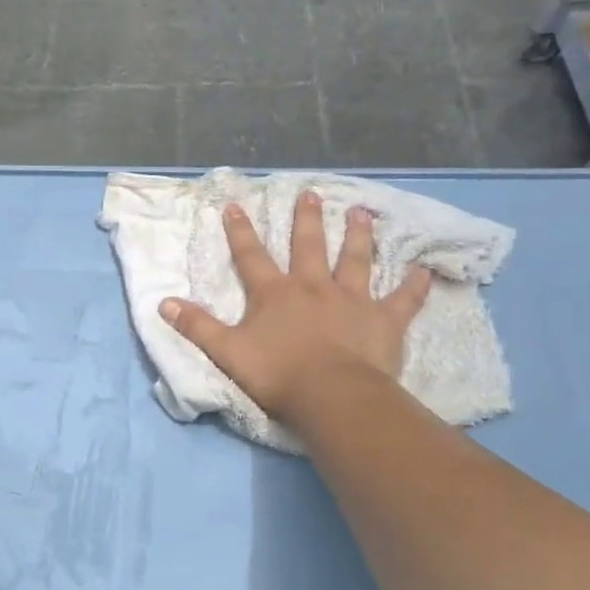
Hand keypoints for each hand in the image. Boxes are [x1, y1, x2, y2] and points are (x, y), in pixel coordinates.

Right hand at [159, 190, 432, 422]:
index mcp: (274, 293)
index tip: (234, 204)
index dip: (240, 230)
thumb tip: (163, 303)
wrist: (331, 396)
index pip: (251, 255)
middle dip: (307, 219)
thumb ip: (197, 326)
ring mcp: (351, 300)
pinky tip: (426, 269)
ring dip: (358, 236)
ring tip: (362, 213)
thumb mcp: (226, 352)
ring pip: (355, 260)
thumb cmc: (277, 374)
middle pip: (308, 246)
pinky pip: (402, 299)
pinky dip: (414, 285)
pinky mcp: (383, 320)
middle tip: (311, 193)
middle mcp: (313, 287)